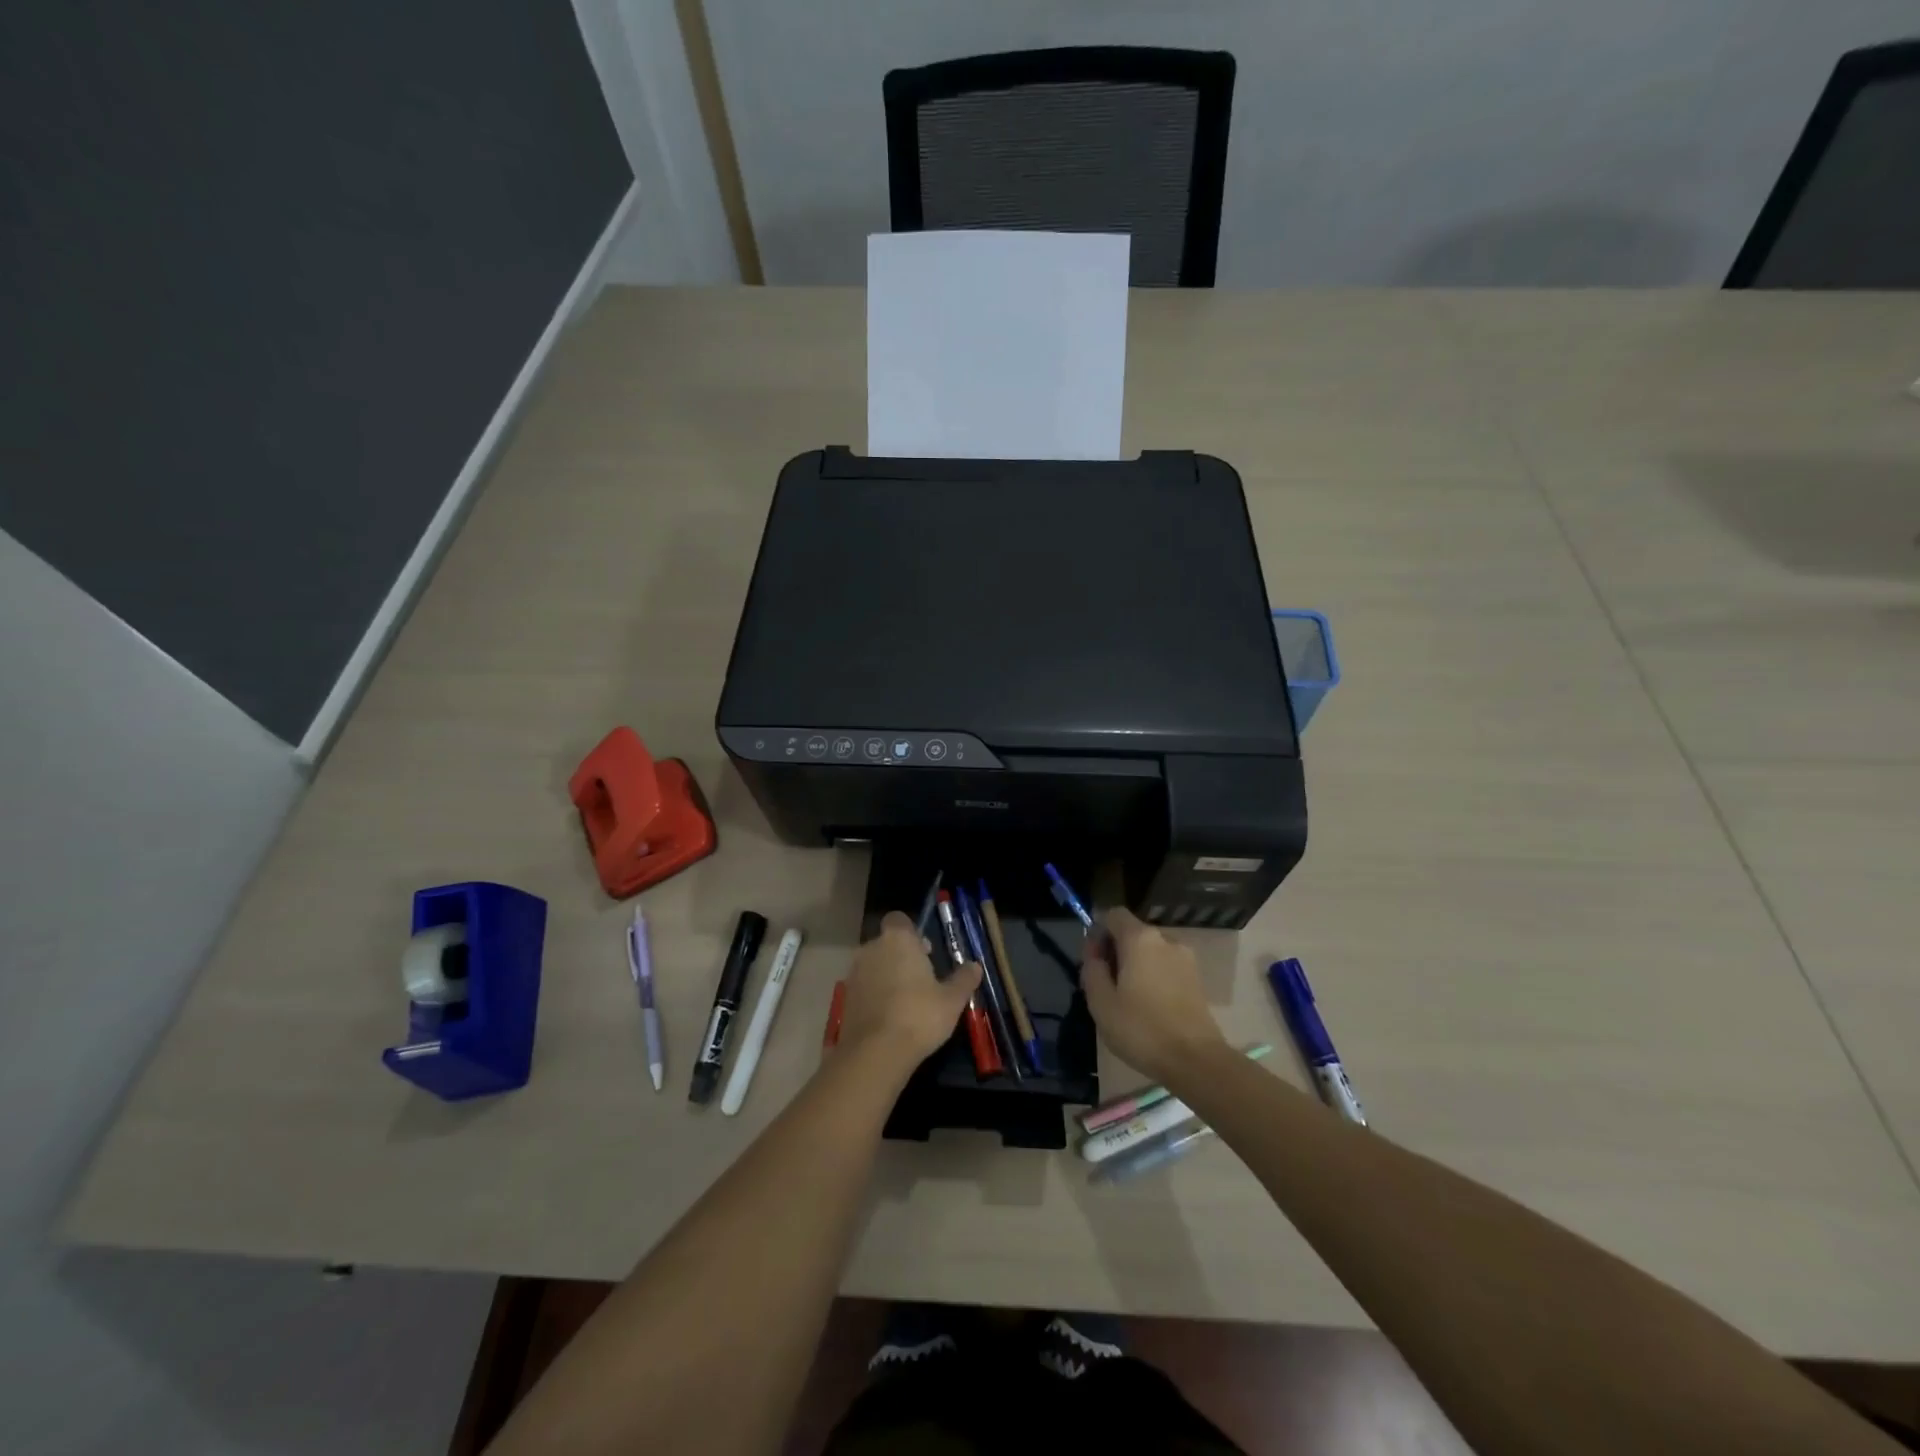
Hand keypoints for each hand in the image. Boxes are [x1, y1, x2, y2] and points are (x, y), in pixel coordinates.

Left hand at [836, 912, 981, 1080]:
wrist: (875, 1053)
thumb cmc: (919, 1016)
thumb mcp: (952, 1000)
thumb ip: (963, 979)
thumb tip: (975, 966)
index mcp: (898, 940)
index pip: (899, 919)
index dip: (911, 933)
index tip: (925, 951)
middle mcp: (871, 948)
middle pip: (886, 943)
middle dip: (900, 955)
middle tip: (921, 978)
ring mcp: (854, 973)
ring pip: (873, 965)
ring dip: (886, 975)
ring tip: (905, 1001)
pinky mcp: (845, 998)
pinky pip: (864, 987)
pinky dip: (874, 995)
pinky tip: (889, 1017)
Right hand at [1081, 908, 1228, 1085]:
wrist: (1196, 1061)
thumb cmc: (1141, 1029)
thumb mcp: (1101, 1002)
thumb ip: (1092, 969)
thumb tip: (1095, 953)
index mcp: (1140, 939)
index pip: (1114, 914)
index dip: (1098, 932)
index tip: (1093, 961)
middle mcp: (1166, 939)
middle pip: (1132, 933)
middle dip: (1116, 951)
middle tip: (1105, 986)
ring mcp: (1186, 959)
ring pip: (1150, 951)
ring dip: (1135, 966)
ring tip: (1127, 1000)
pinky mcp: (1197, 979)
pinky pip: (1166, 966)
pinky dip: (1153, 977)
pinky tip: (1149, 1007)